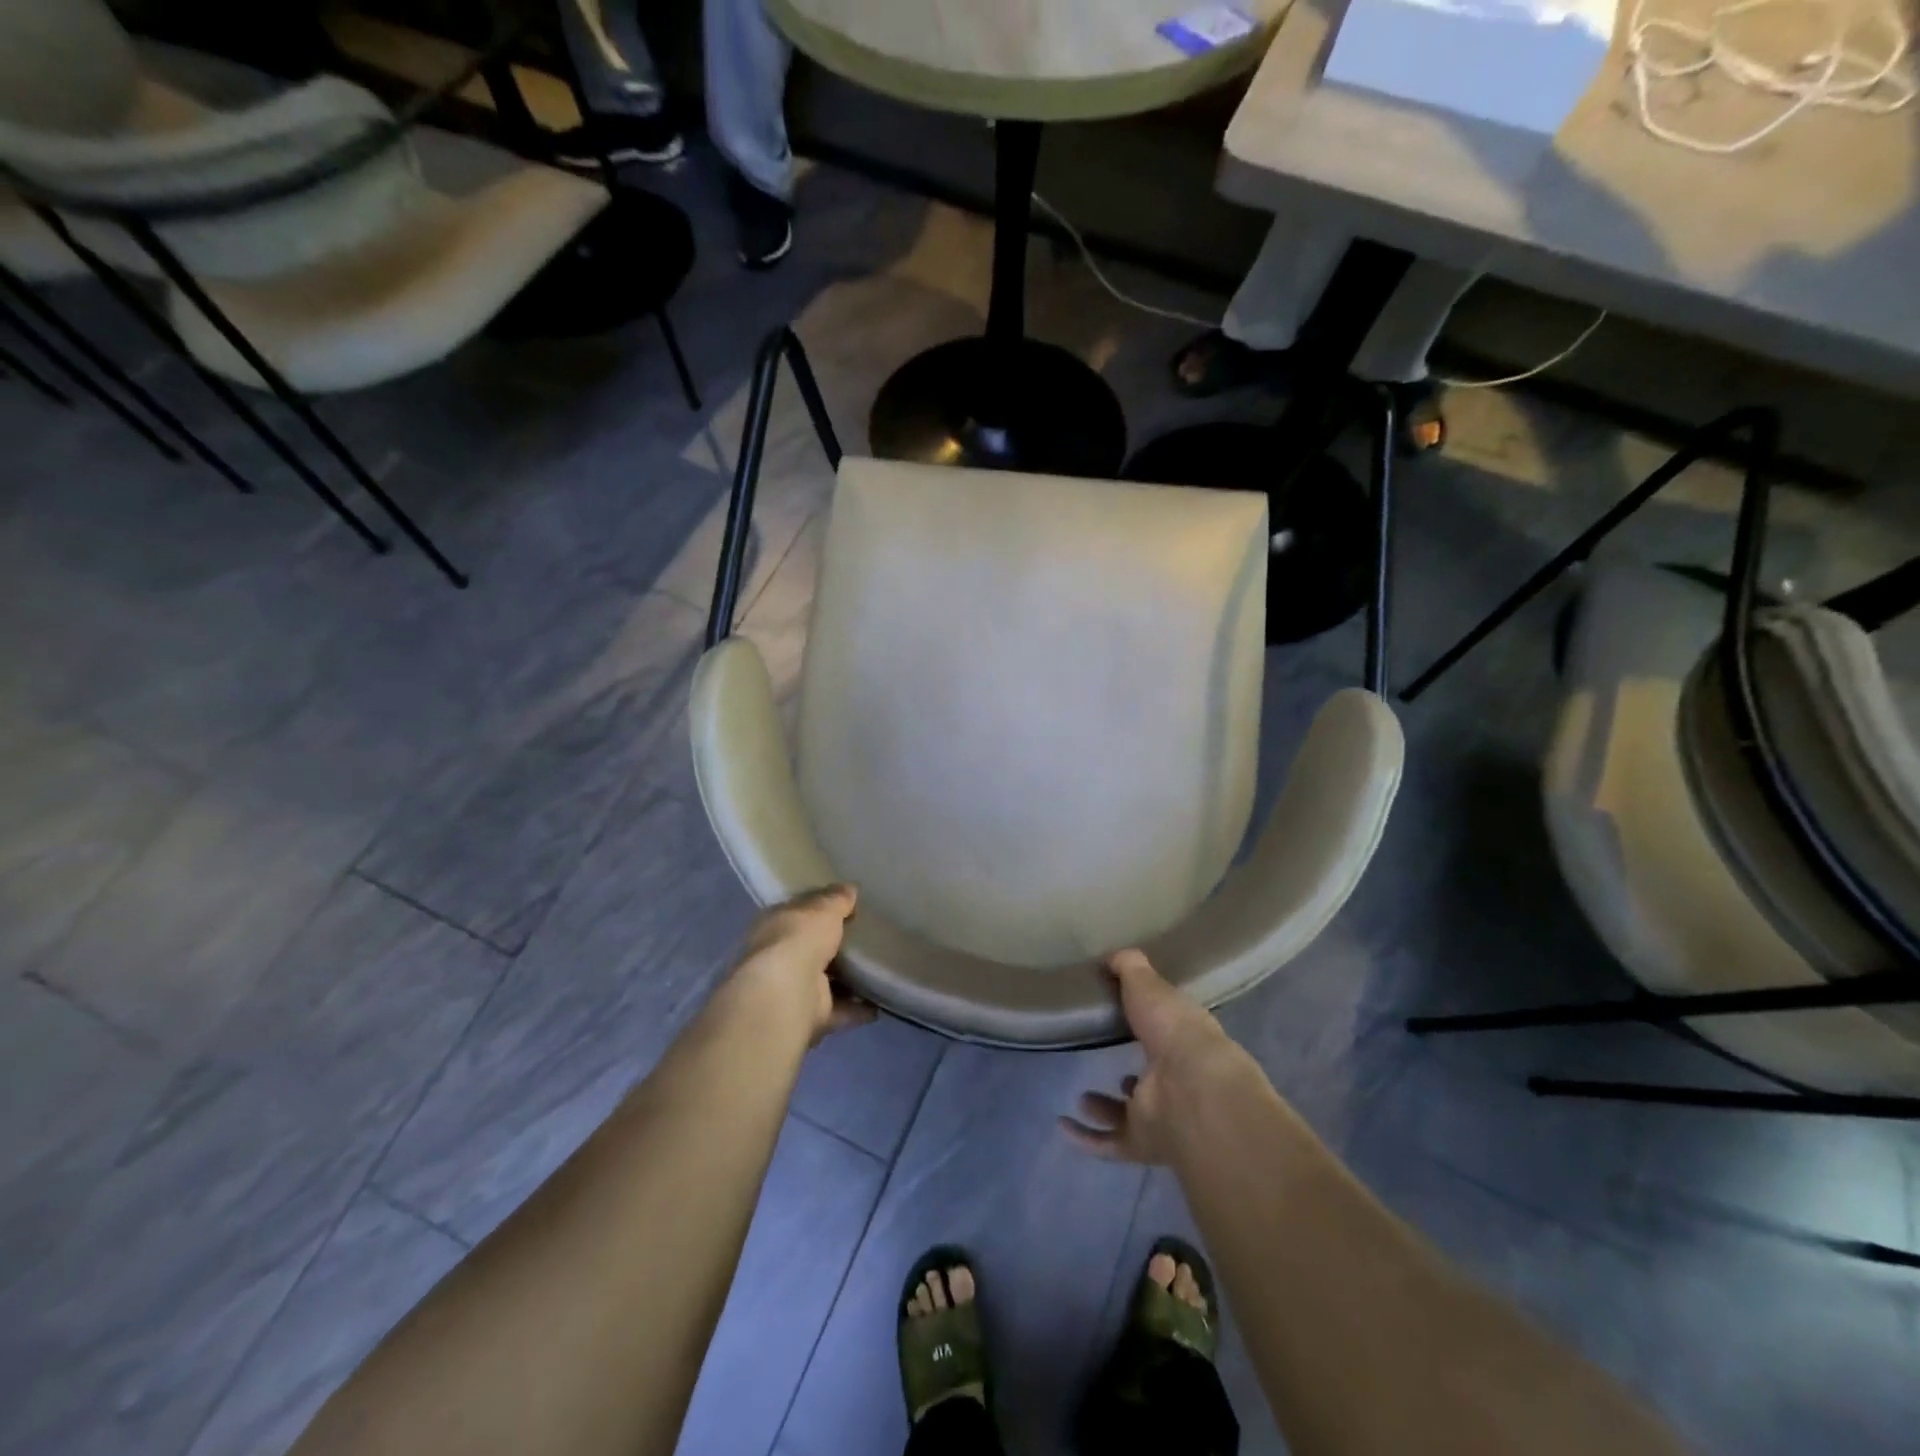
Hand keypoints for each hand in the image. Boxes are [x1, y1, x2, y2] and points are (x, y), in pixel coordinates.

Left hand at [733, 884, 872, 1043]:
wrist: (787, 992)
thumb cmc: (799, 938)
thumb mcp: (822, 909)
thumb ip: (836, 900)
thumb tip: (849, 889)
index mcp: (775, 925)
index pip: (799, 912)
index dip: (820, 908)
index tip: (847, 905)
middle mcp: (780, 957)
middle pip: (811, 948)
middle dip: (833, 945)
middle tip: (867, 936)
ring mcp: (794, 989)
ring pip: (824, 981)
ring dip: (847, 980)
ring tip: (878, 969)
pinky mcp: (810, 1016)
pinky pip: (839, 1010)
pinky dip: (857, 1009)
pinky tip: (879, 1003)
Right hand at [1061, 949, 1249, 1164]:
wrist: (1192, 1089)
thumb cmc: (1173, 1029)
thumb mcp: (1148, 984)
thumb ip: (1129, 967)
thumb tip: (1112, 955)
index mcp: (1185, 1040)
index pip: (1168, 1032)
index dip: (1151, 1023)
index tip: (1125, 1013)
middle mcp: (1177, 1080)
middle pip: (1153, 1077)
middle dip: (1132, 1073)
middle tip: (1107, 1057)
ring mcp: (1161, 1115)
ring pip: (1131, 1115)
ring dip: (1107, 1108)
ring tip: (1083, 1095)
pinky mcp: (1142, 1142)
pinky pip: (1110, 1143)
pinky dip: (1086, 1138)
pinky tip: (1063, 1124)